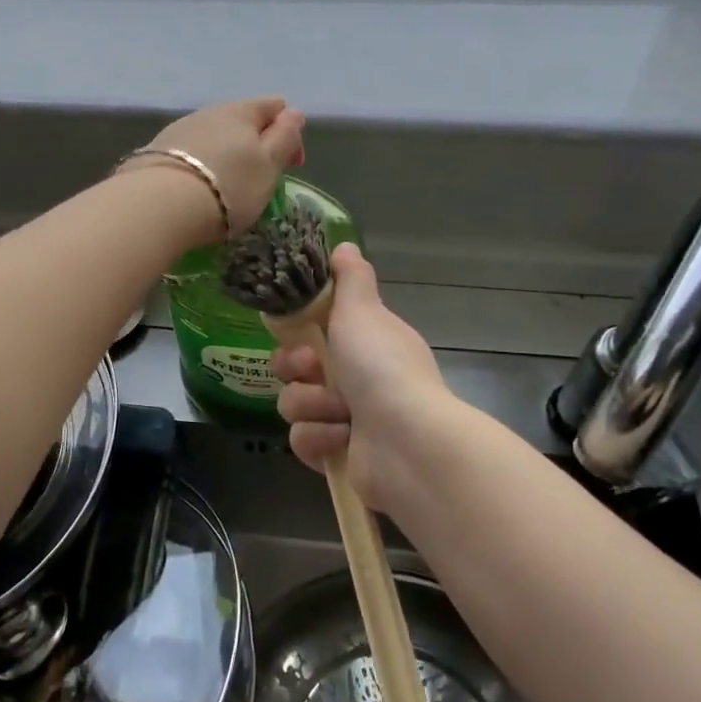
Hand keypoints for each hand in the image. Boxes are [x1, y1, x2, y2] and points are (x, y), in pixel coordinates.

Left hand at [127, 97, 305, 236]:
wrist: (159, 205)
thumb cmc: (228, 186)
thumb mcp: (269, 165)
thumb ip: (285, 137)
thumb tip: (294, 113)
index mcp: (242, 110)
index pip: (275, 106)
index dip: (289, 133)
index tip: (291, 166)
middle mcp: (209, 111)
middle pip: (242, 120)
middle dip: (256, 145)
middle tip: (259, 180)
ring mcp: (179, 129)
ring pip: (214, 135)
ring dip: (226, 155)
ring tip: (226, 186)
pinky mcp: (156, 150)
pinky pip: (190, 152)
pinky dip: (201, 165)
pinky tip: (198, 187)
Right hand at [273, 244, 451, 504]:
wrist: (406, 442)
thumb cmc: (382, 367)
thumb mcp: (363, 310)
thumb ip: (351, 278)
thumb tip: (345, 245)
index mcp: (364, 343)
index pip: (314, 331)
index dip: (297, 330)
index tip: (297, 328)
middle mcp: (356, 379)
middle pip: (295, 368)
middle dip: (297, 368)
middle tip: (313, 369)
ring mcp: (346, 420)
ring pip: (294, 404)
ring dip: (312, 406)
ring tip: (340, 413)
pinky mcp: (336, 456)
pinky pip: (302, 440)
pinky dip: (320, 438)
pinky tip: (342, 439)